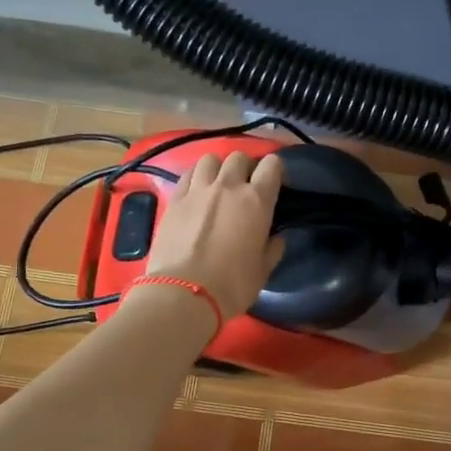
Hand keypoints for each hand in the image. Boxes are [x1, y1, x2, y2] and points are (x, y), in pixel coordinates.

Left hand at [141, 150, 284, 320]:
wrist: (183, 293)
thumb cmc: (232, 285)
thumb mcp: (263, 271)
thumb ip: (273, 249)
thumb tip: (277, 238)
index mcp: (257, 201)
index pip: (272, 165)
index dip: (276, 169)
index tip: (275, 182)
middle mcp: (228, 186)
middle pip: (239, 157)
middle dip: (245, 167)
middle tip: (245, 185)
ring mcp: (198, 190)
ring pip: (210, 159)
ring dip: (218, 168)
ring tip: (217, 183)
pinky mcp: (174, 199)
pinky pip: (187, 174)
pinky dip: (195, 177)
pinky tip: (196, 191)